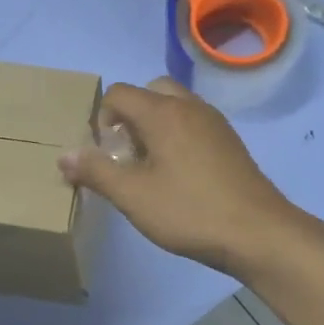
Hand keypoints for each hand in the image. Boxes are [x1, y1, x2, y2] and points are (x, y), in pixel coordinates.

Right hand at [59, 79, 300, 276]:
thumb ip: (96, 171)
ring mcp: (214, 122)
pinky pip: (193, 122)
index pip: (118, 93)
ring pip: (174, 105)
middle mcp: (189, 107)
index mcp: (163, 113)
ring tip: (151, 166)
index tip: (106, 155)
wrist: (258, 233)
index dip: (101, 119)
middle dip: (130, 116)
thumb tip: (64, 155)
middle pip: (149, 91)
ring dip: (154, 124)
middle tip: (128, 154)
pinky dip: (178, 134)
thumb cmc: (189, 211)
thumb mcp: (133, 196)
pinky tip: (180, 175)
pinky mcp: (229, 141)